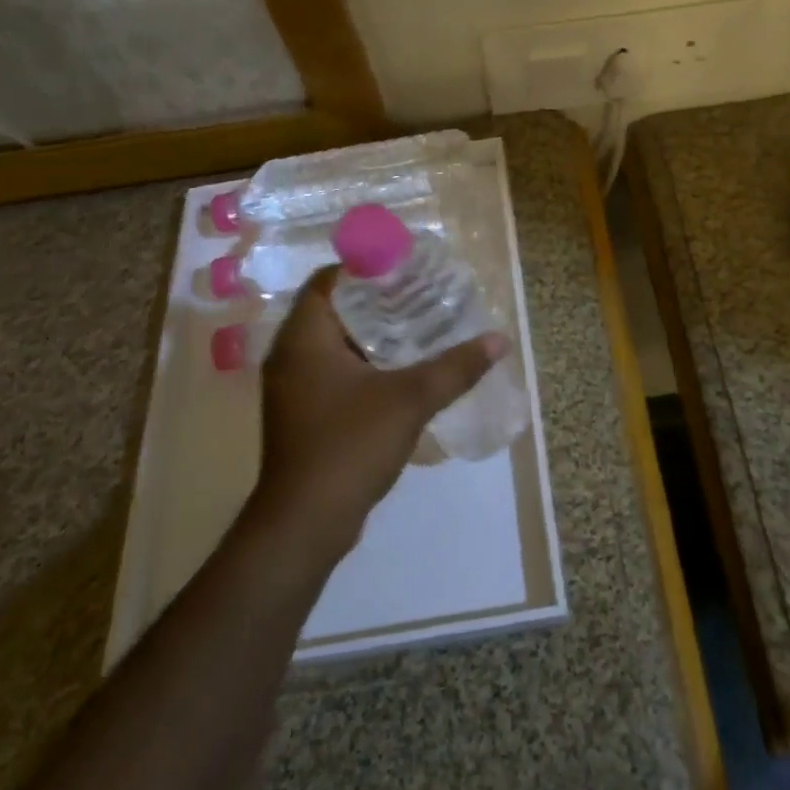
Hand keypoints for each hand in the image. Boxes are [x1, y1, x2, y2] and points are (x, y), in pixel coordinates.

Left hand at [254, 267, 506, 562]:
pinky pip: (332, 370)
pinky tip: (400, 370)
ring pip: (333, 342)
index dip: (366, 266)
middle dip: (376, 299)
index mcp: (304, 337)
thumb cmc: (349, 446)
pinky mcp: (301, 413)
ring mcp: (292, 387)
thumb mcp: (410, 400)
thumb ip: (455, 367)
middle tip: (421, 293)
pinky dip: (363, 362)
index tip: (405, 266)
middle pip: (333, 308)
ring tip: (419, 325)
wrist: (305, 523)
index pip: (329, 279)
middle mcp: (290, 354)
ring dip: (371, 333)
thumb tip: (499, 340)